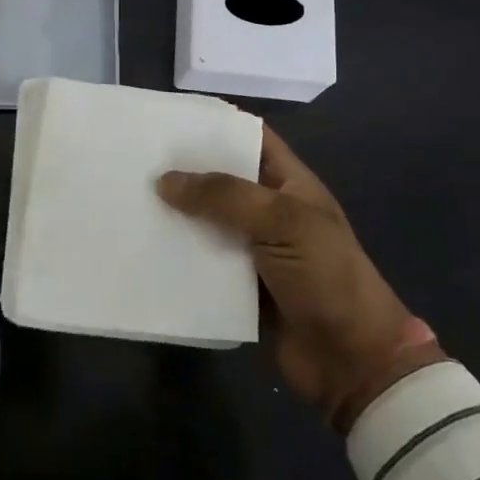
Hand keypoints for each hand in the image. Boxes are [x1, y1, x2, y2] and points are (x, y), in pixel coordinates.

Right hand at [157, 127, 444, 433]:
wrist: (351, 360)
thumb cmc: (326, 276)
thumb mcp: (282, 222)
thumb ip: (224, 196)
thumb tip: (164, 181)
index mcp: (290, 184)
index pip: (251, 139)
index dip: (216, 125)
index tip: (169, 119)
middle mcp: (270, 211)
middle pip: (222, 180)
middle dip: (184, 171)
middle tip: (135, 159)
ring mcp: (255, 250)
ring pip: (207, 222)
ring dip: (176, 215)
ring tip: (128, 199)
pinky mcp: (239, 286)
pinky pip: (203, 263)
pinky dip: (178, 256)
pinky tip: (143, 246)